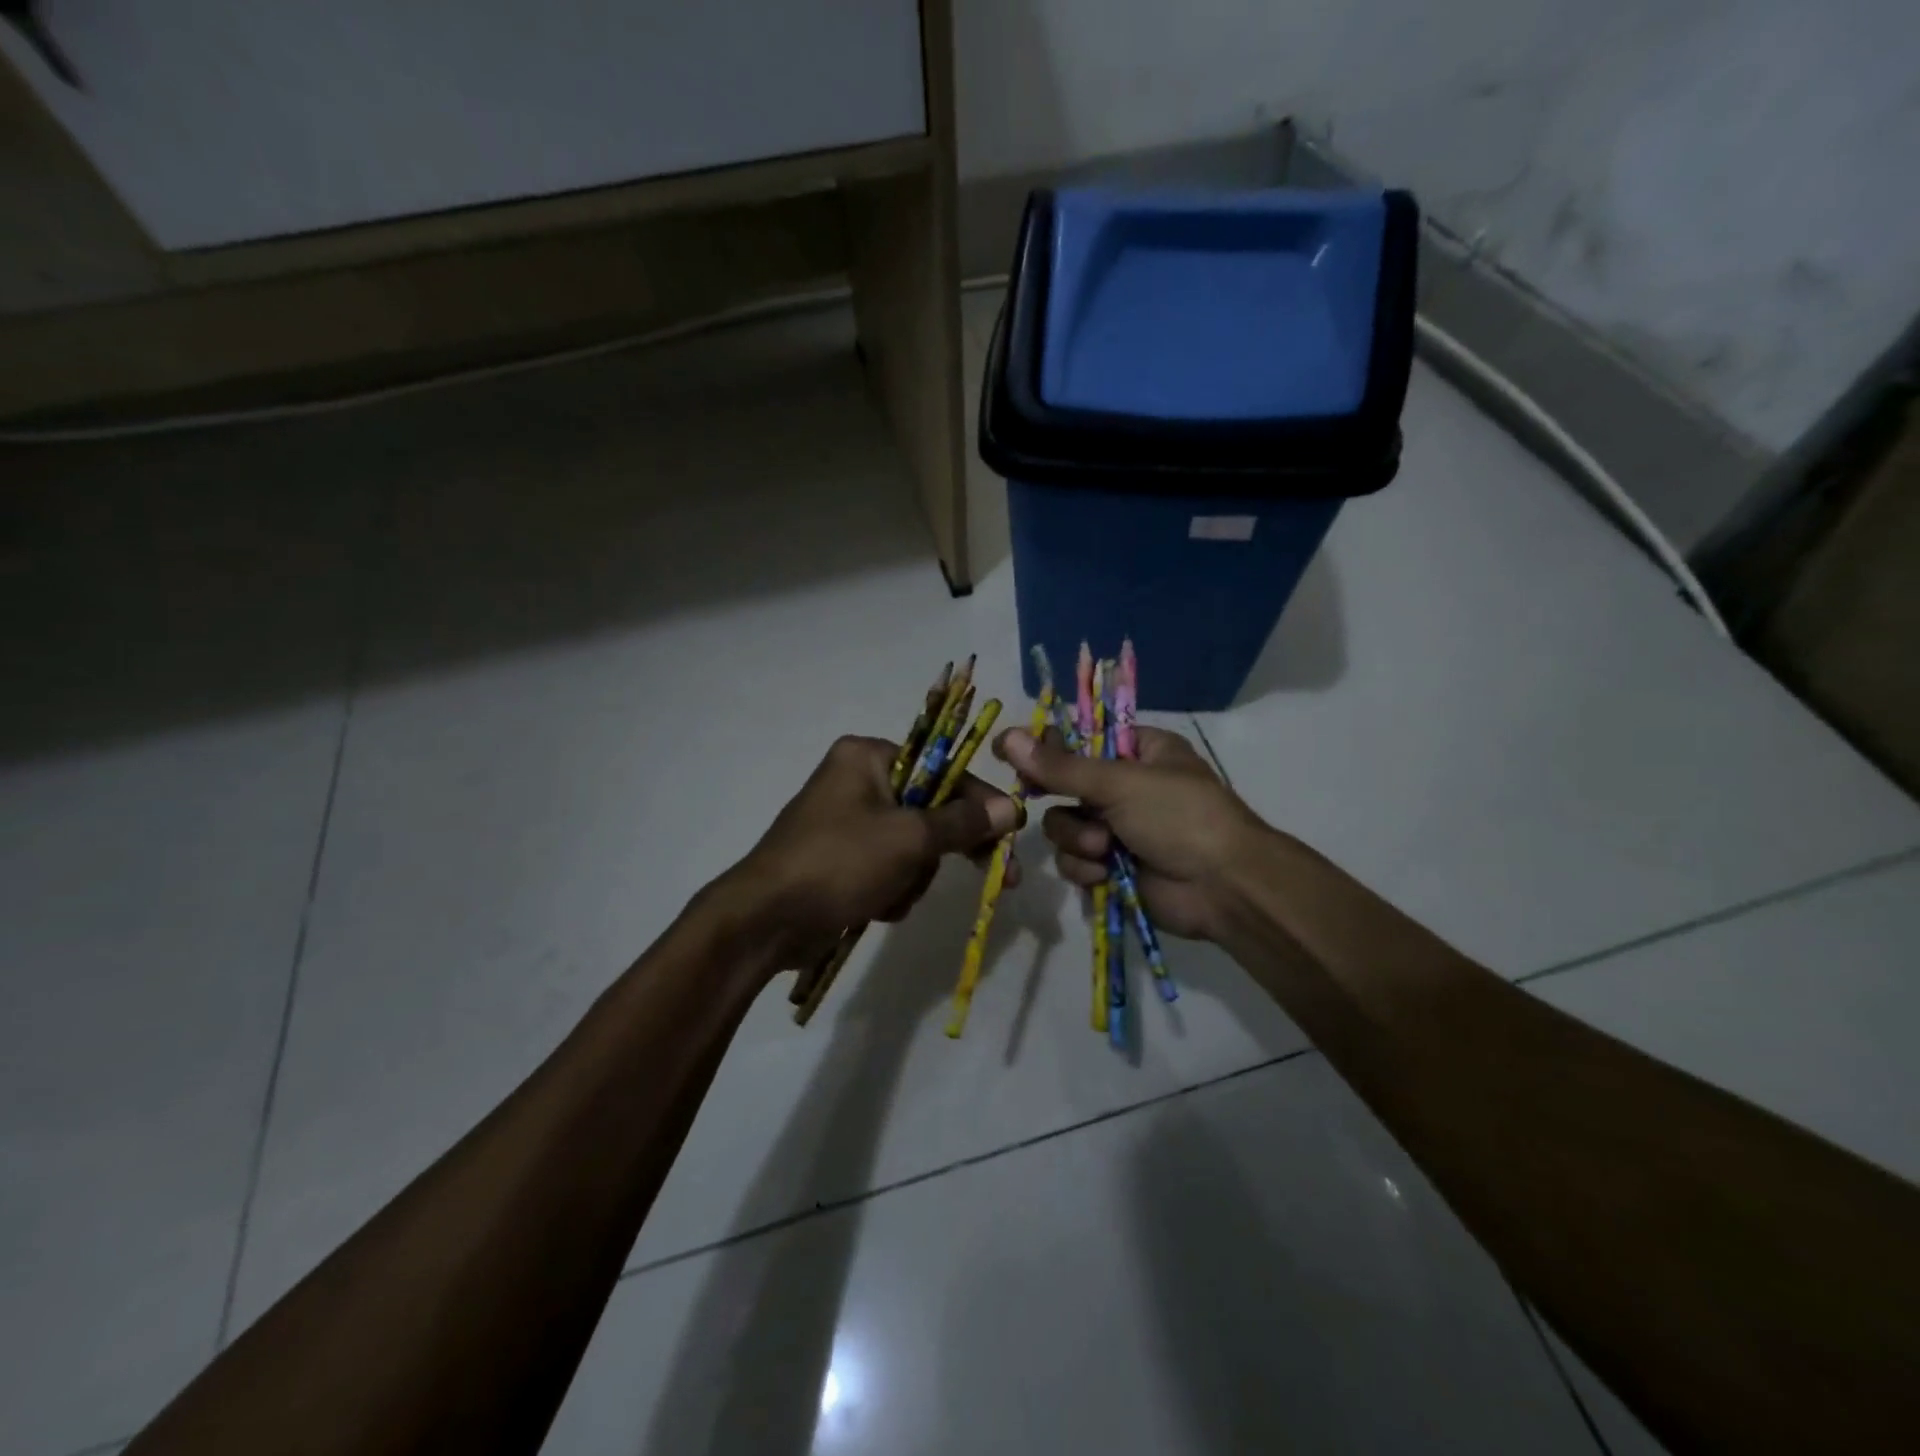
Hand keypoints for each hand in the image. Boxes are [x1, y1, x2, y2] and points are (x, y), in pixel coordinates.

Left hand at [723, 735, 1021, 971]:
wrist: (765, 920)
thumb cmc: (839, 862)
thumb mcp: (909, 839)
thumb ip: (963, 823)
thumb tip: (1012, 808)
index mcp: (868, 757)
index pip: (943, 770)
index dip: (981, 803)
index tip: (1012, 832)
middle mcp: (857, 780)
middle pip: (930, 810)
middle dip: (943, 850)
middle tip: (998, 876)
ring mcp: (847, 822)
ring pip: (912, 846)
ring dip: (913, 877)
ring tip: (892, 896)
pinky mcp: (841, 859)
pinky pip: (888, 868)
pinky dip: (891, 890)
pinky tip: (876, 908)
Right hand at [994, 725, 1267, 941]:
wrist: (1223, 887)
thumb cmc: (1179, 816)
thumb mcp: (1120, 783)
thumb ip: (1060, 766)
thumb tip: (1006, 736)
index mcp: (1139, 751)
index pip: (1080, 738)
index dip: (1046, 745)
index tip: (1012, 752)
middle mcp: (1125, 786)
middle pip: (1064, 786)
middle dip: (1066, 804)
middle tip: (1049, 801)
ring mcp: (1118, 829)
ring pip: (1064, 826)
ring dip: (1077, 839)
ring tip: (1104, 850)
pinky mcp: (1111, 867)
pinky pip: (1075, 861)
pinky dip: (1085, 868)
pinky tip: (1104, 874)